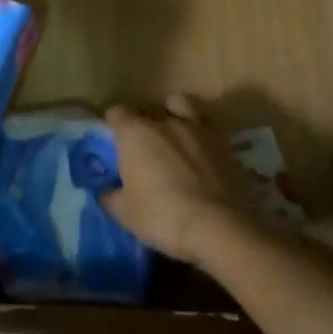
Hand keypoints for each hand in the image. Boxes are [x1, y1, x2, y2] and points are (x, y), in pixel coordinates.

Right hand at [101, 95, 258, 266]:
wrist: (218, 227)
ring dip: (174, 115)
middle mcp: (165, 121)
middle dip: (143, 124)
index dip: (113, 125)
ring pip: (181, 105)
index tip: (113, 143)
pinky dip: (200, 135)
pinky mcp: (224, 143)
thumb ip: (110, 196)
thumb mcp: (124, 213)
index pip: (116, 113)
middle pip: (148, 110)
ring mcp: (197, 128)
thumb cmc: (161, 215)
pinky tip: (201, 154)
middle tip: (143, 148)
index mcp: (135, 132)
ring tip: (174, 137)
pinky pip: (207, 128)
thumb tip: (107, 191)